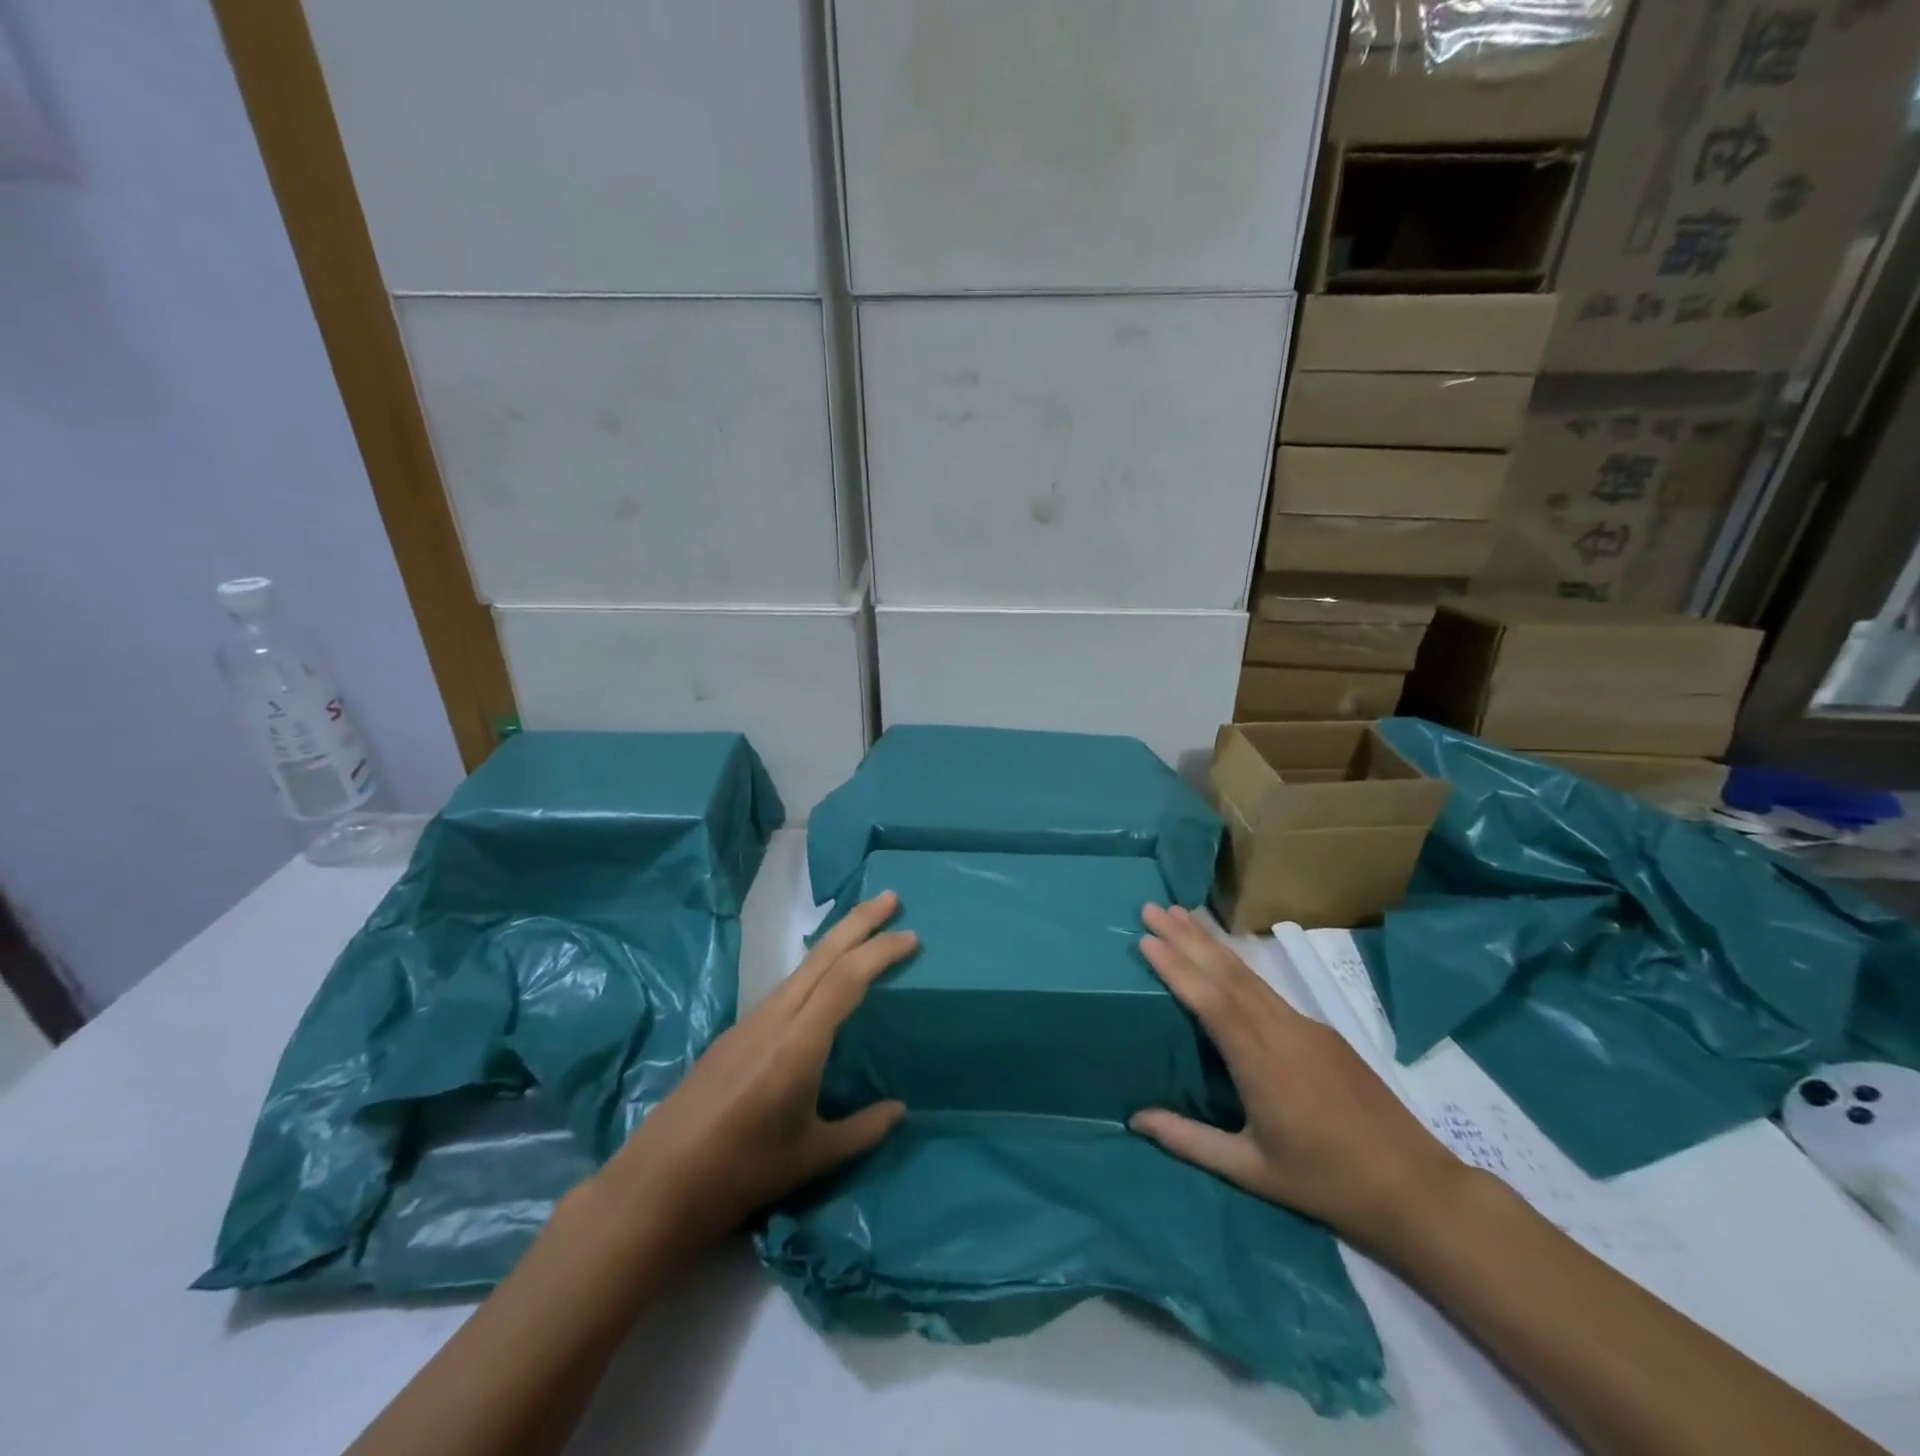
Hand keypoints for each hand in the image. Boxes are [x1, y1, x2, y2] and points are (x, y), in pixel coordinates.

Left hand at [594, 892, 914, 1244]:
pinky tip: (823, 981)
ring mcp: (751, 1021)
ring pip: (802, 966)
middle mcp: (775, 1017)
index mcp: (798, 1042)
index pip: (847, 979)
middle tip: (891, 897)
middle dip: (859, 921)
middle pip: (822, 955)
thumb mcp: (812, 1156)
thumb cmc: (742, 1170)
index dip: (881, 952)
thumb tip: (900, 1110)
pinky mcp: (735, 1032)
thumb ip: (862, 1130)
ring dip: (836, 941)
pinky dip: (815, 968)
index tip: (911, 935)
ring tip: (864, 930)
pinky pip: (785, 986)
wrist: (659, 1182)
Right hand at [1131, 904, 1462, 1251]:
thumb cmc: (1327, 1182)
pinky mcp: (1321, 1031)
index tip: (1146, 938)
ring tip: (1179, 915)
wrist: (1416, 1187)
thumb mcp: (1253, 1171)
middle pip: (1227, 973)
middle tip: (1151, 908)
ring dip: (1211, 943)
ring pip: (1249, 975)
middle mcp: (1282, 1030)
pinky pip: (1268, 989)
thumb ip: (1190, 1141)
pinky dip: (1237, 964)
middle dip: (1186, 938)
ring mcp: (1305, 1026)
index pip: (1211, 1001)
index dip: (1178, 968)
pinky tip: (1223, 959)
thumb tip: (1135, 1118)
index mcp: (1261, 1062)